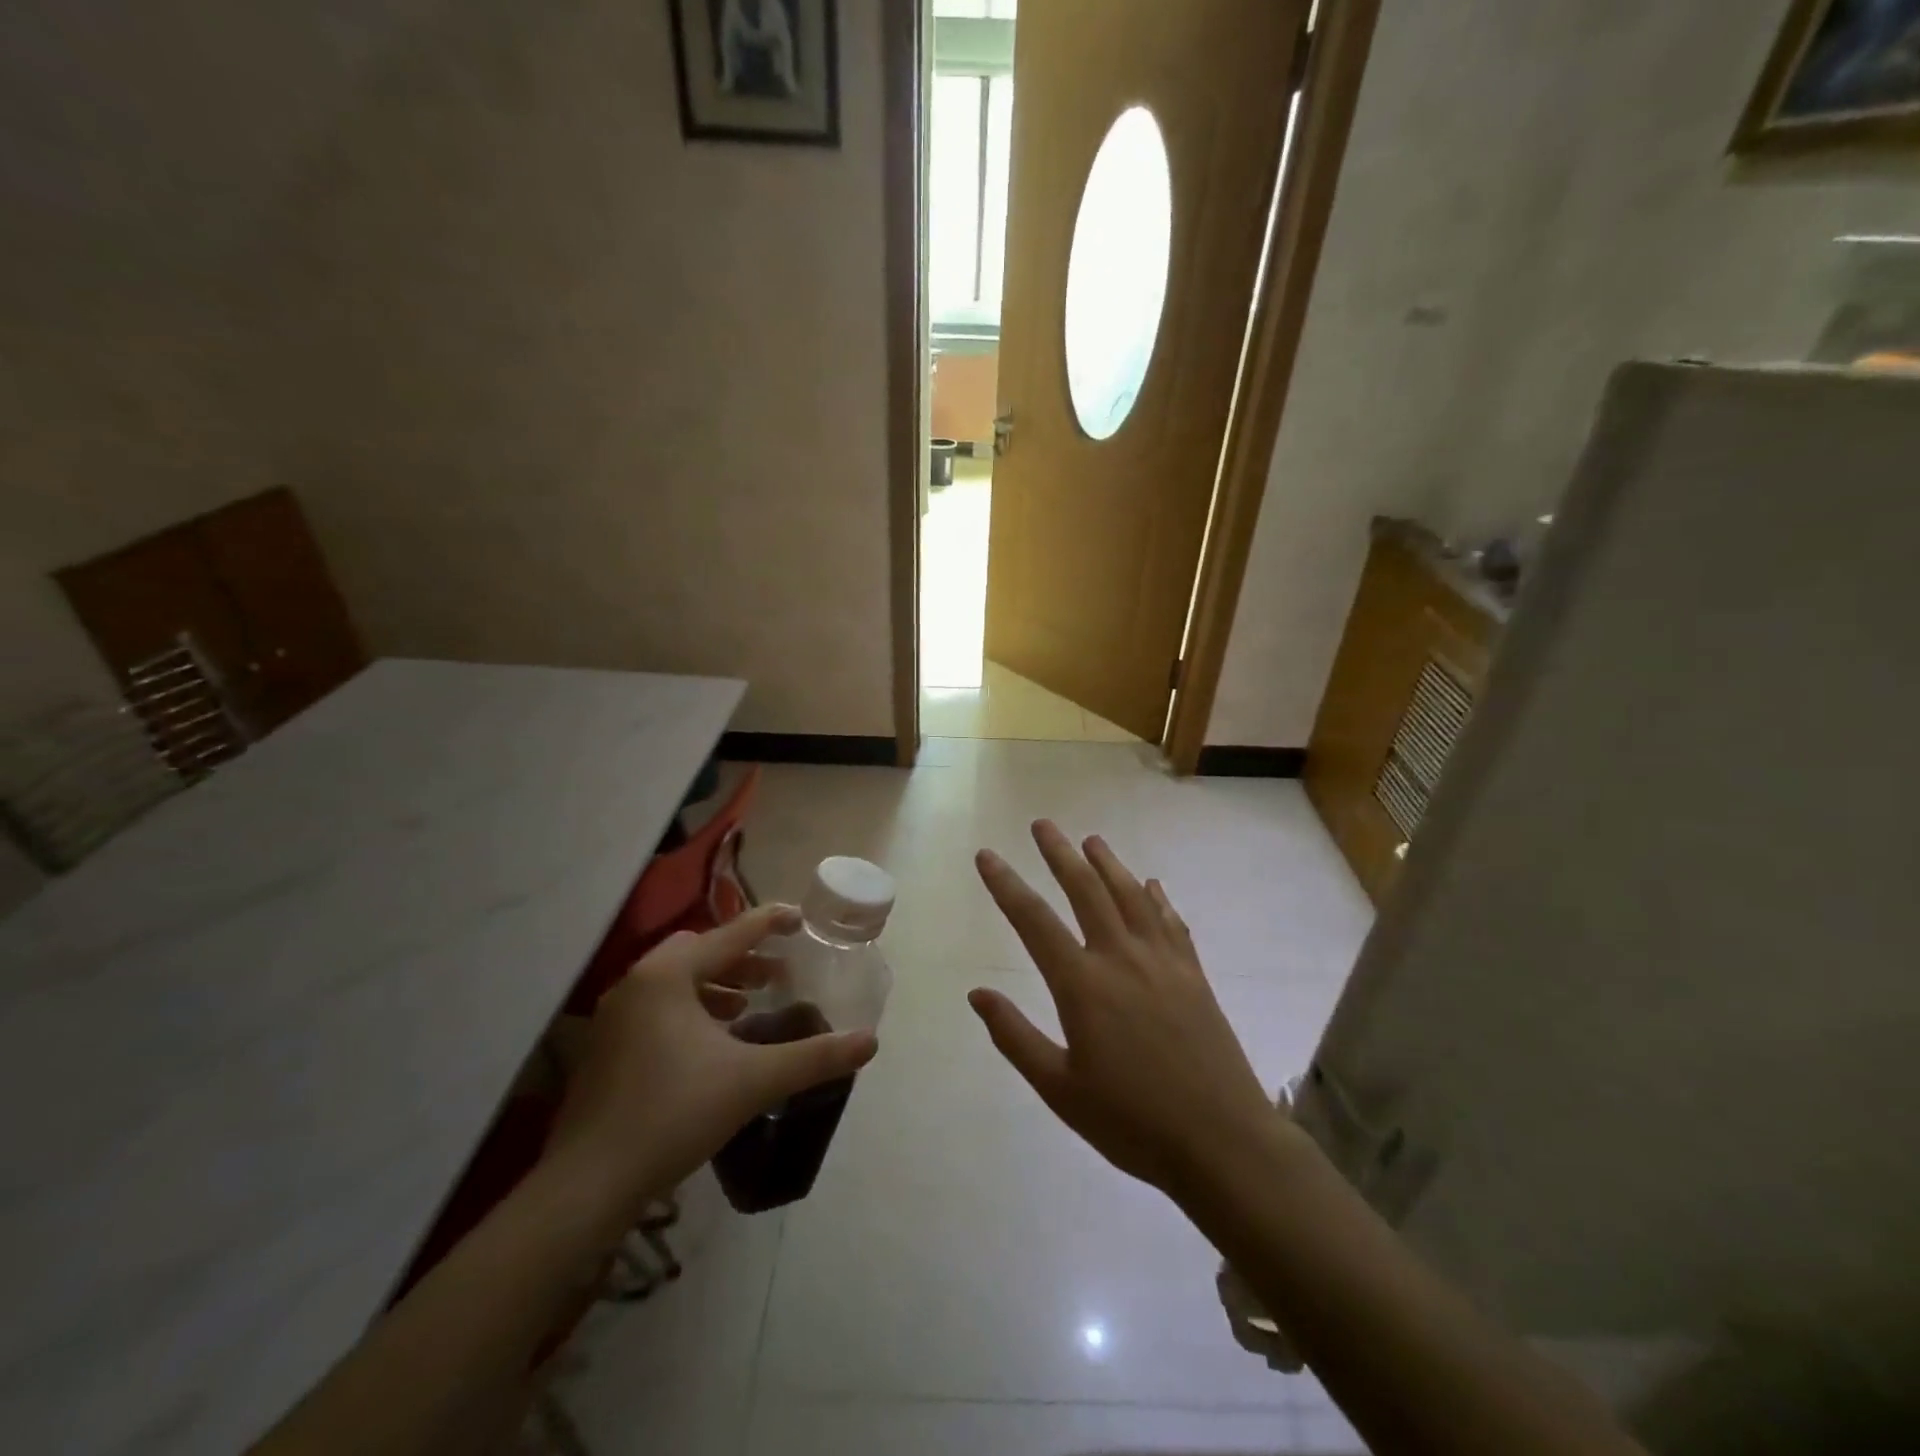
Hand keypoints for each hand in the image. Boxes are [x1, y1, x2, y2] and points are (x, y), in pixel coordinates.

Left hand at [547, 904, 878, 1219]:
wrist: (587, 1186)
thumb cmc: (674, 1114)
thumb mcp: (754, 1081)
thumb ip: (814, 1057)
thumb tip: (869, 1041)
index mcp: (668, 975)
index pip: (731, 934)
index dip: (770, 922)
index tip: (800, 918)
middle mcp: (637, 983)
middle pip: (699, 952)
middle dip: (742, 958)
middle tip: (776, 975)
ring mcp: (614, 1016)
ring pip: (675, 980)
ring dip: (716, 984)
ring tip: (749, 1006)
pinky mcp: (604, 1048)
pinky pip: (657, 1007)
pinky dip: (690, 1009)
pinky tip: (712, 1042)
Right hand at [971, 821, 1286, 1198]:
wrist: (1223, 1142)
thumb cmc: (1132, 1122)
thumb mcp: (1059, 1090)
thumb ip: (1015, 1037)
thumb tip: (976, 994)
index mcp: (1083, 986)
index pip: (1033, 921)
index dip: (1006, 885)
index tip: (986, 855)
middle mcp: (1121, 958)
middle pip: (1085, 890)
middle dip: (1059, 853)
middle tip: (1042, 824)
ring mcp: (1163, 962)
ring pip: (1131, 896)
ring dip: (1108, 864)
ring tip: (1091, 840)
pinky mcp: (1194, 974)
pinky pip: (1171, 922)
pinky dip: (1157, 898)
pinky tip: (1151, 884)